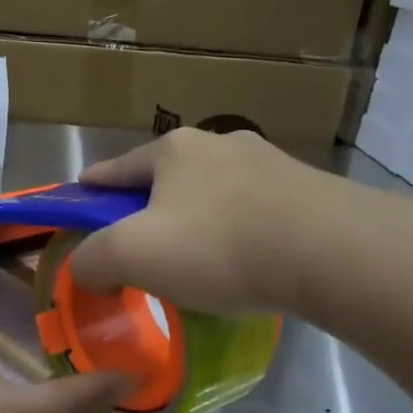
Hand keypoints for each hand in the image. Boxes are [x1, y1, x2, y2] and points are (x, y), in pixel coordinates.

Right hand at [68, 127, 338, 314]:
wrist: (334, 252)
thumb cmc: (220, 246)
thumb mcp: (133, 255)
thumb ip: (91, 260)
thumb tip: (84, 268)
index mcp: (172, 150)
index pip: (115, 170)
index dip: (91, 190)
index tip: (78, 203)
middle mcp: (219, 144)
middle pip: (166, 180)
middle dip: (147, 210)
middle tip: (139, 248)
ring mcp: (268, 163)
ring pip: (212, 195)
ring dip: (196, 221)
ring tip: (196, 262)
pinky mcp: (306, 190)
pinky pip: (253, 212)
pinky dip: (236, 233)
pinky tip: (244, 264)